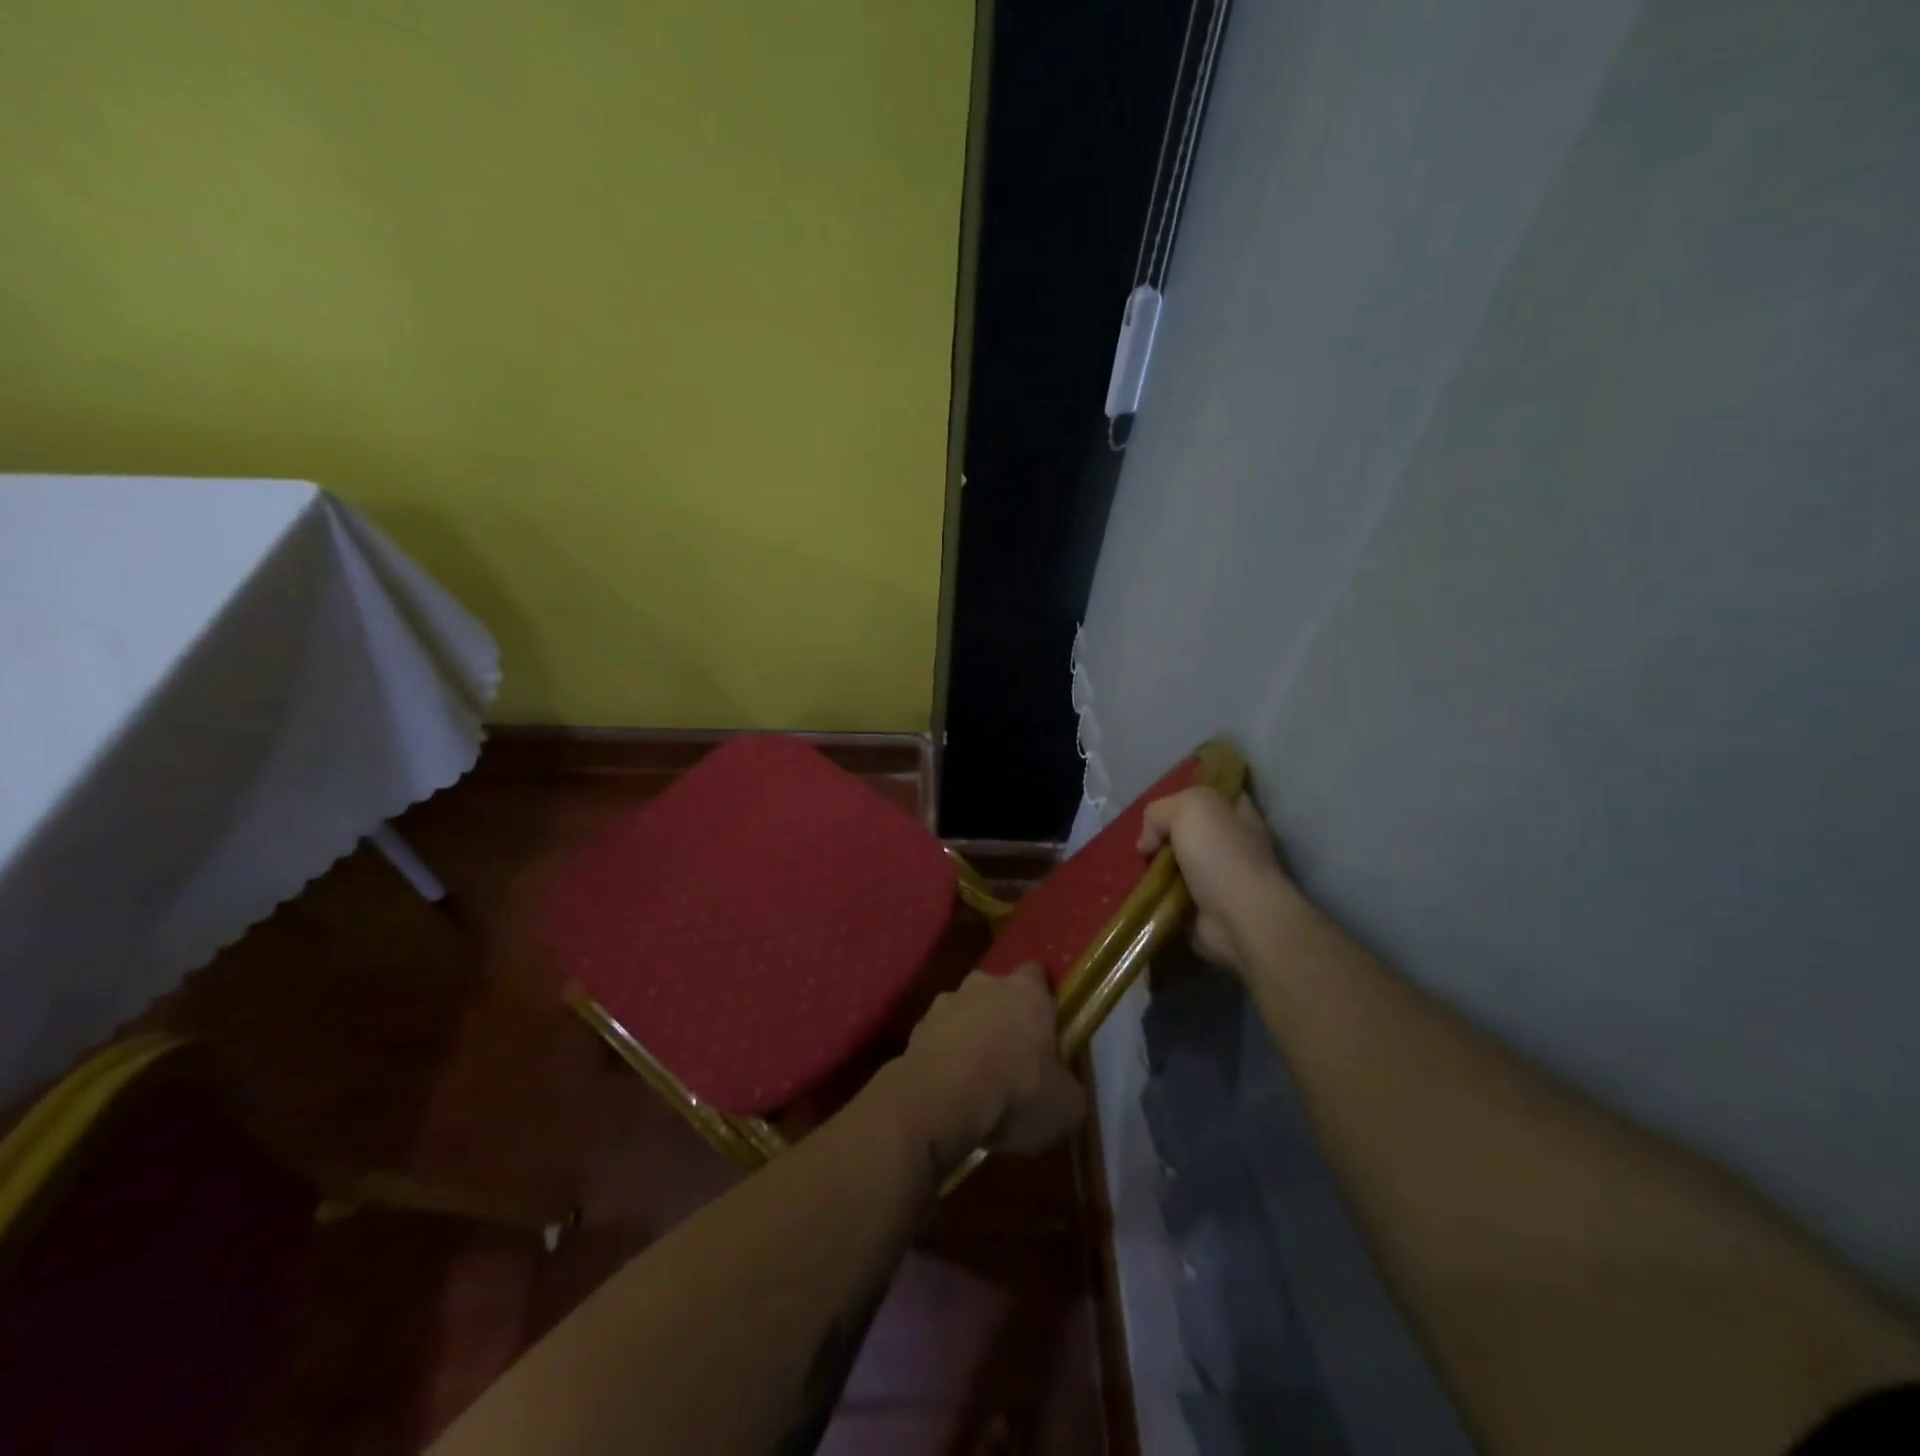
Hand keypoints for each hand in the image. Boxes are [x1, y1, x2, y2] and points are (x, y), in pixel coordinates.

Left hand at [884, 966, 1085, 1168]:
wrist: (940, 1101)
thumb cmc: (1015, 1093)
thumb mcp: (1066, 1107)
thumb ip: (1069, 1088)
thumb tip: (1065, 1090)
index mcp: (1027, 991)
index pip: (1038, 976)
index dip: (1042, 999)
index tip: (1046, 1027)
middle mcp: (985, 984)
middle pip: (998, 991)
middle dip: (1004, 1015)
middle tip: (1012, 1054)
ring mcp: (946, 1001)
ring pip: (965, 1011)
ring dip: (971, 1032)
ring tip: (976, 1074)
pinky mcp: (917, 1026)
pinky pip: (939, 1035)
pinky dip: (945, 1052)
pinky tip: (950, 1085)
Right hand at [1138, 787, 1299, 975]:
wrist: (1238, 917)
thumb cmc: (1220, 854)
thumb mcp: (1189, 807)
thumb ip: (1160, 811)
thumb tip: (1148, 843)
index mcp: (1236, 812)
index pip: (1207, 796)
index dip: (1180, 798)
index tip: (1156, 810)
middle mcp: (1230, 841)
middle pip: (1184, 830)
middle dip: (1160, 836)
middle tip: (1142, 843)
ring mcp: (1217, 877)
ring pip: (1174, 863)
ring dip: (1152, 868)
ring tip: (1133, 867)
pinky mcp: (1203, 907)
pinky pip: (1169, 894)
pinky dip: (1153, 894)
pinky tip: (1139, 890)